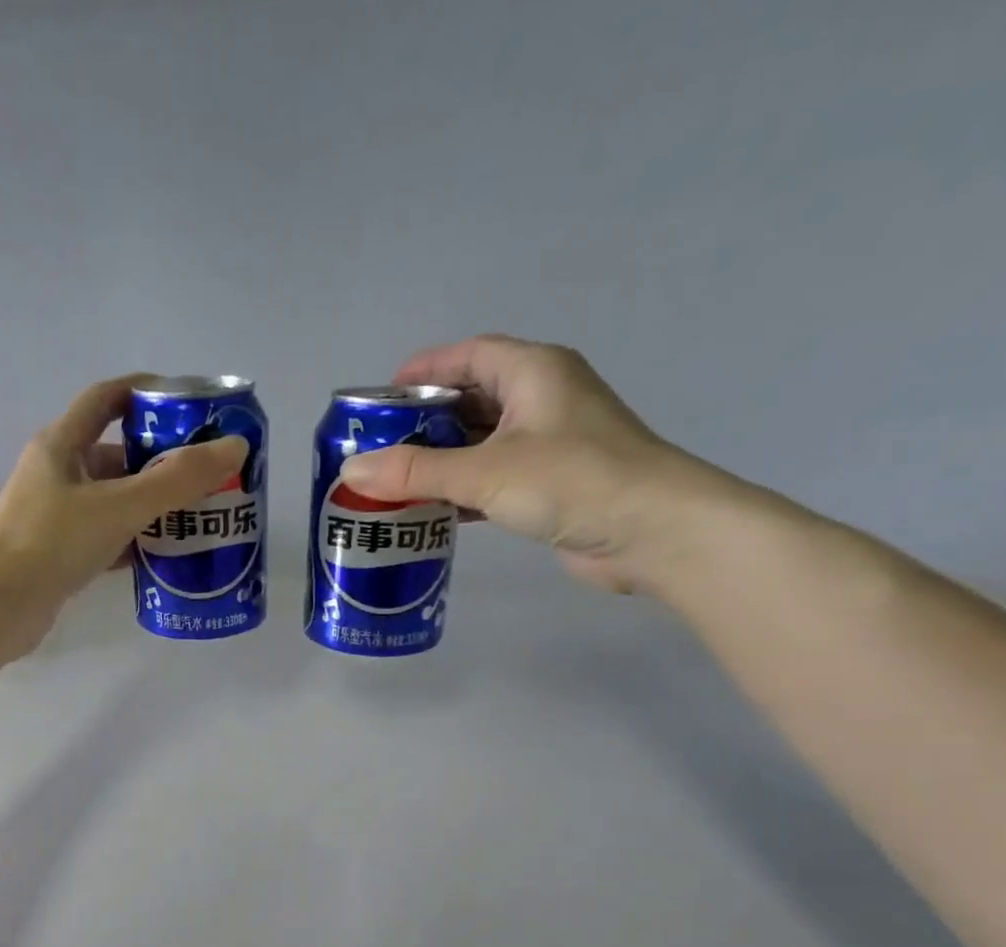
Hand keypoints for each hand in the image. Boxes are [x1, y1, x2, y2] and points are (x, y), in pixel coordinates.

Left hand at [0, 373, 247, 640]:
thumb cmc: (53, 541)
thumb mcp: (120, 505)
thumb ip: (177, 480)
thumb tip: (235, 448)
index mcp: (63, 444)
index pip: (107, 399)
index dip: (146, 392)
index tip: (189, 403)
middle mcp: (58, 474)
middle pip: (118, 455)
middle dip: (162, 461)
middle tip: (207, 473)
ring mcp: (56, 516)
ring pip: (114, 500)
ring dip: (152, 505)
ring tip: (197, 515)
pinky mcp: (60, 554)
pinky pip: (107, 537)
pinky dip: (136, 542)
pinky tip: (166, 555)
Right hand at [337, 334, 766, 595]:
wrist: (653, 532)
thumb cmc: (572, 481)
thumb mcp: (486, 472)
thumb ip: (416, 472)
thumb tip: (352, 471)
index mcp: (533, 372)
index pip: (468, 355)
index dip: (424, 370)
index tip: (380, 398)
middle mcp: (542, 399)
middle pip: (470, 400)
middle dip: (423, 423)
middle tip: (377, 449)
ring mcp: (549, 443)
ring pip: (481, 443)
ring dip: (440, 461)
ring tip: (392, 483)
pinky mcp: (551, 484)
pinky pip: (493, 477)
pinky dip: (462, 490)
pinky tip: (430, 511)